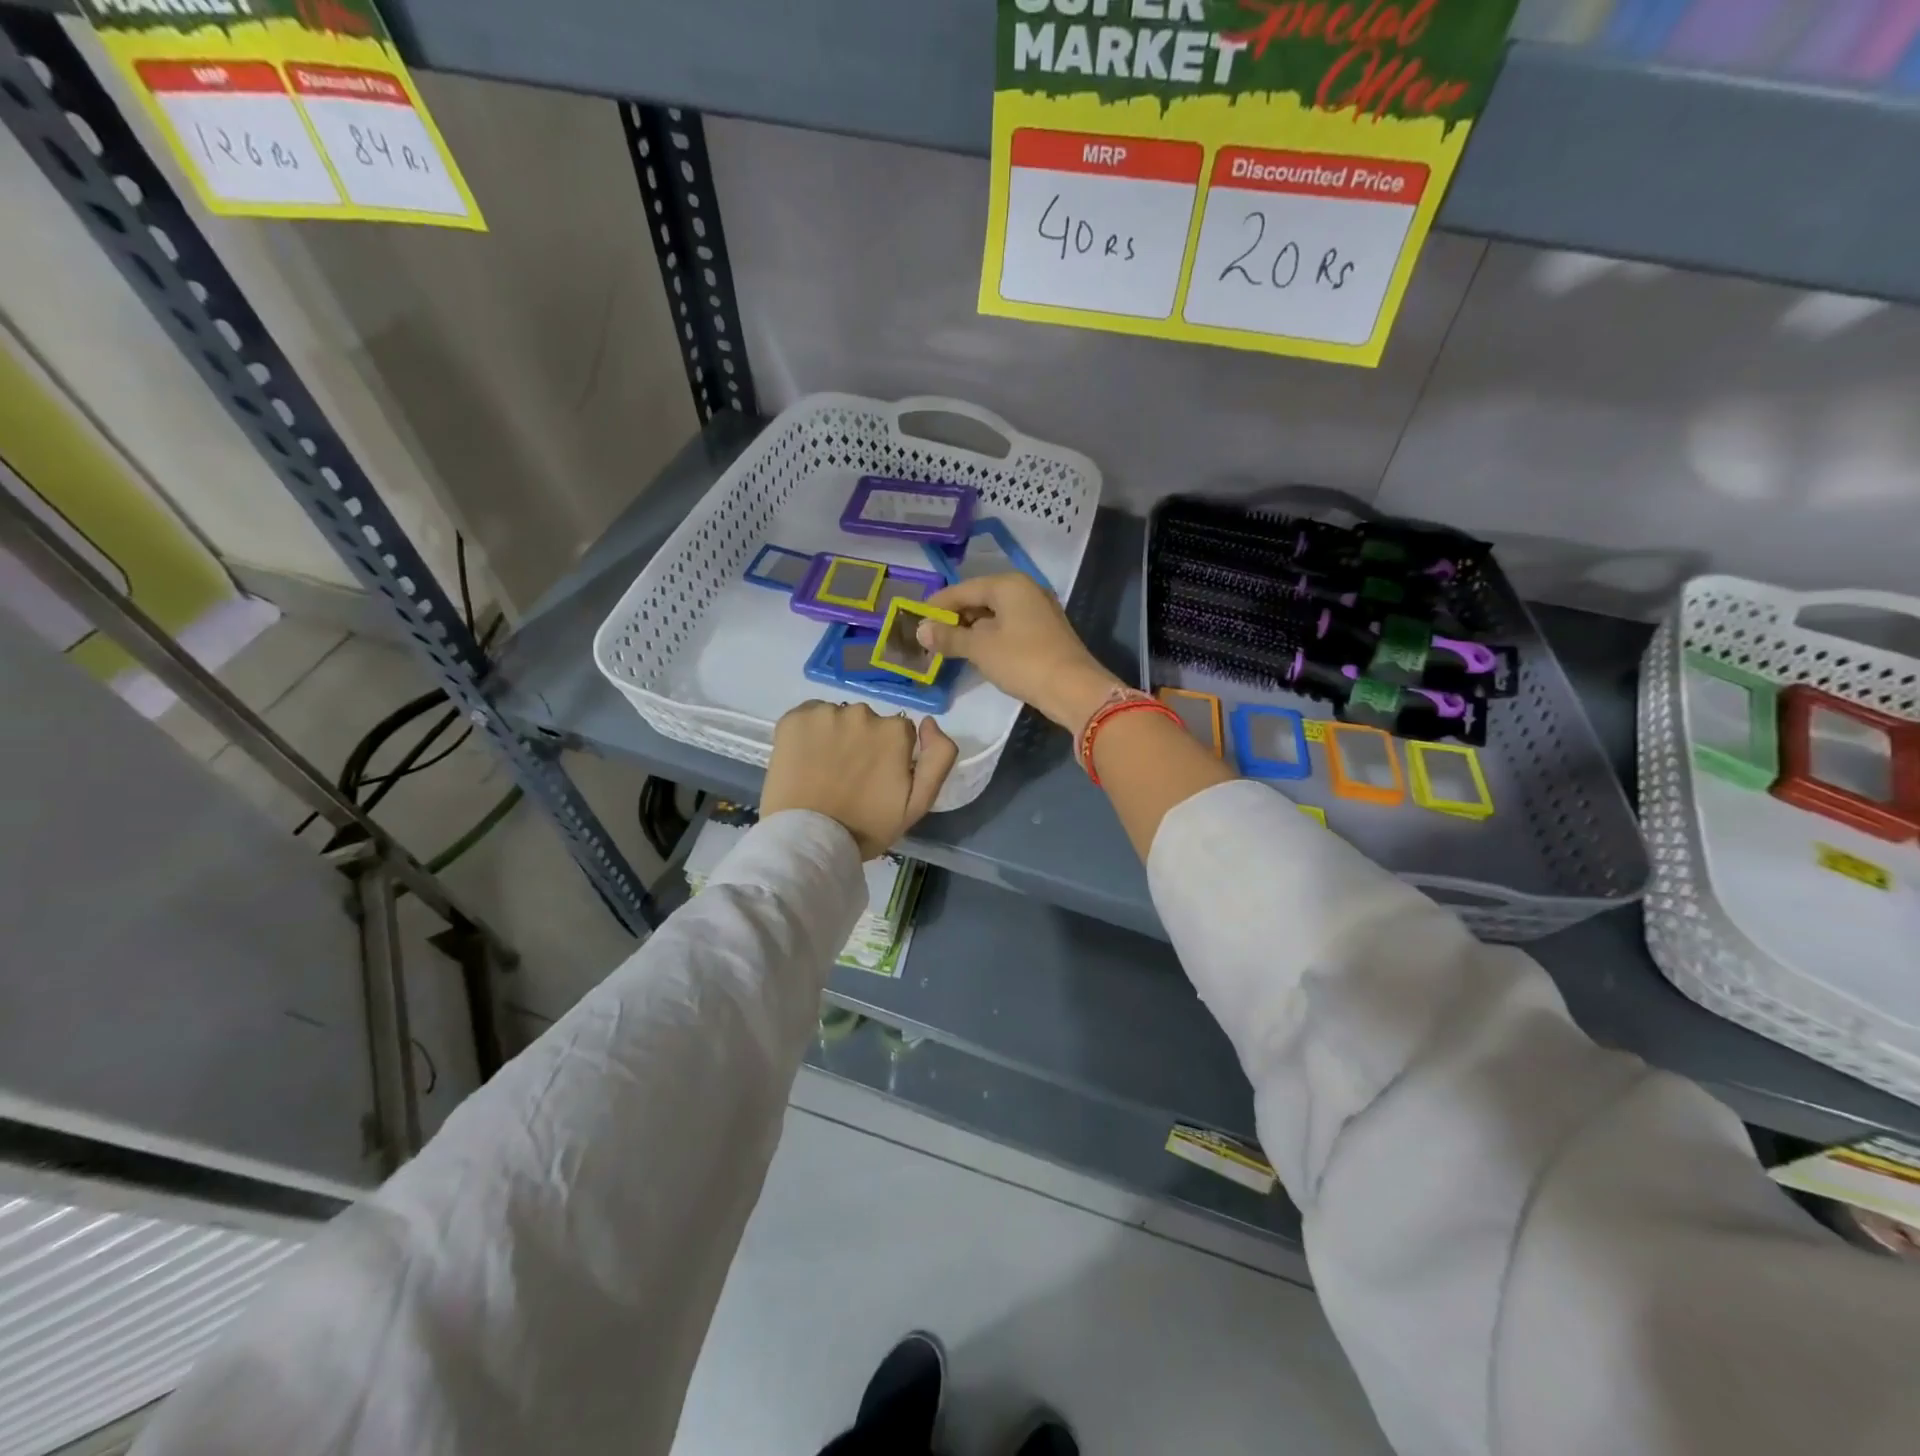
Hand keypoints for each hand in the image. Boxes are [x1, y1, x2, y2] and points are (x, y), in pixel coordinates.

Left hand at [761, 701, 958, 857]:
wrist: (809, 840)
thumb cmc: (866, 827)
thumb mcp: (918, 803)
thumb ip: (939, 758)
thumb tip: (929, 722)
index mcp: (895, 731)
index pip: (899, 733)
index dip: (888, 756)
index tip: (875, 780)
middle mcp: (863, 713)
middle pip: (868, 722)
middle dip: (861, 743)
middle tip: (847, 778)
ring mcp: (825, 714)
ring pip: (837, 719)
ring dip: (835, 737)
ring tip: (823, 771)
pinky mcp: (794, 718)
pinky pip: (808, 716)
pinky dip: (808, 733)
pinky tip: (804, 759)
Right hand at [917, 573, 1121, 731]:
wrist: (1073, 688)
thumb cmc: (1023, 661)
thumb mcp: (980, 649)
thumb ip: (949, 637)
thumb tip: (919, 630)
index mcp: (1008, 585)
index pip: (963, 589)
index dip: (938, 604)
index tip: (915, 619)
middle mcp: (1025, 590)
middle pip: (980, 598)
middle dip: (954, 617)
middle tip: (930, 635)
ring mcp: (1037, 610)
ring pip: (994, 614)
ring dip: (971, 629)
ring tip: (948, 646)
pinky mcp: (1044, 631)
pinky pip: (1008, 626)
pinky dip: (989, 636)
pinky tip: (976, 652)